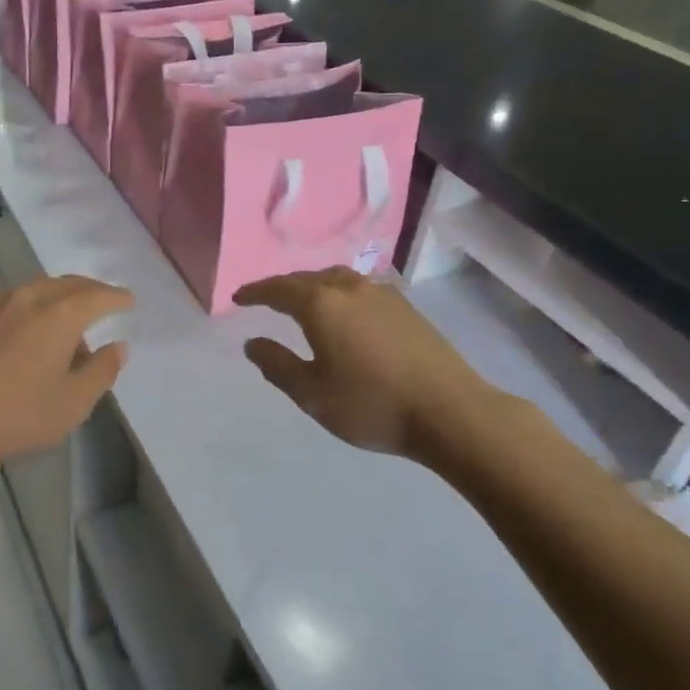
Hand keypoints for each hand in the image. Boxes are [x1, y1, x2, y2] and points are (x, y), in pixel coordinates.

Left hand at [0, 276, 131, 477]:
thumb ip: (101, 371)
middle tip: (102, 303)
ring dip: (57, 298)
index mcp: (60, 314)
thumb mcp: (72, 403)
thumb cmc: (16, 415)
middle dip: (89, 291)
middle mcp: (28, 297)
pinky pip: (10, 302)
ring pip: (36, 289)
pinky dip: (29, 308)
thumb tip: (118, 347)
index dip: (117, 298)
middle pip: (67, 284)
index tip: (128, 301)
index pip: (98, 295)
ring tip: (64, 323)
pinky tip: (24, 333)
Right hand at [237, 268, 520, 467]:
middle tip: (266, 298)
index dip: (255, 292)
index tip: (238, 297)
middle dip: (283, 286)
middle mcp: (349, 289)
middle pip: (307, 278)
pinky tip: (345, 311)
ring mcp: (381, 294)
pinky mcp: (406, 307)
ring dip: (313, 285)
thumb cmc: (372, 405)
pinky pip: (360, 288)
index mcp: (320, 304)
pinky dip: (340, 293)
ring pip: (337, 279)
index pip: (278, 289)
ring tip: (304, 300)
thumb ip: (278, 365)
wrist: (451, 412)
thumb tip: (253, 343)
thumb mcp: (312, 394)